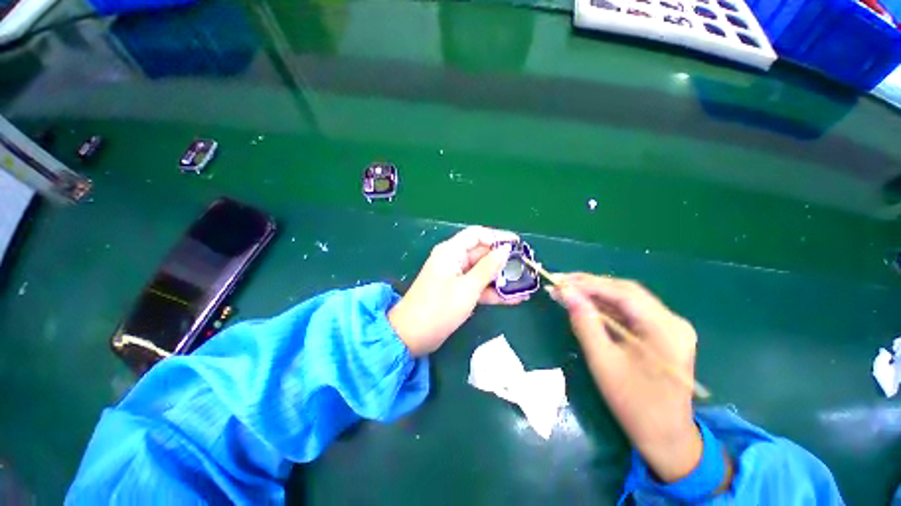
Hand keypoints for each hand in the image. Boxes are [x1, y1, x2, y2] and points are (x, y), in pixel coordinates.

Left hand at [388, 226, 527, 355]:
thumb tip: (505, 250)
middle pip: (482, 254)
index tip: (518, 244)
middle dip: (503, 261)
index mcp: (451, 251)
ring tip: (524, 285)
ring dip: (501, 279)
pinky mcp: (458, 292)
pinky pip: (478, 287)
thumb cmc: (439, 308)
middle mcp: (454, 260)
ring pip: (483, 272)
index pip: (477, 235)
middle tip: (526, 269)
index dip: (497, 237)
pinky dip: (493, 292)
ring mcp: (456, 277)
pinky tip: (514, 299)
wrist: (412, 336)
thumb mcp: (467, 287)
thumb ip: (488, 268)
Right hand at [549, 274, 701, 482]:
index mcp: (666, 329)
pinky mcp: (661, 332)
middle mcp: (673, 321)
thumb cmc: (634, 404)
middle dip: (589, 285)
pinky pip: (629, 312)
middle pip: (625, 292)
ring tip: (566, 291)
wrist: (666, 437)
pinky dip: (604, 307)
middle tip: (560, 283)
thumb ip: (584, 323)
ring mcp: (669, 326)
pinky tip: (585, 305)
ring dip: (595, 294)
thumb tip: (566, 293)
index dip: (588, 284)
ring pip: (626, 299)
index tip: (559, 281)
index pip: (623, 293)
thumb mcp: (604, 362)